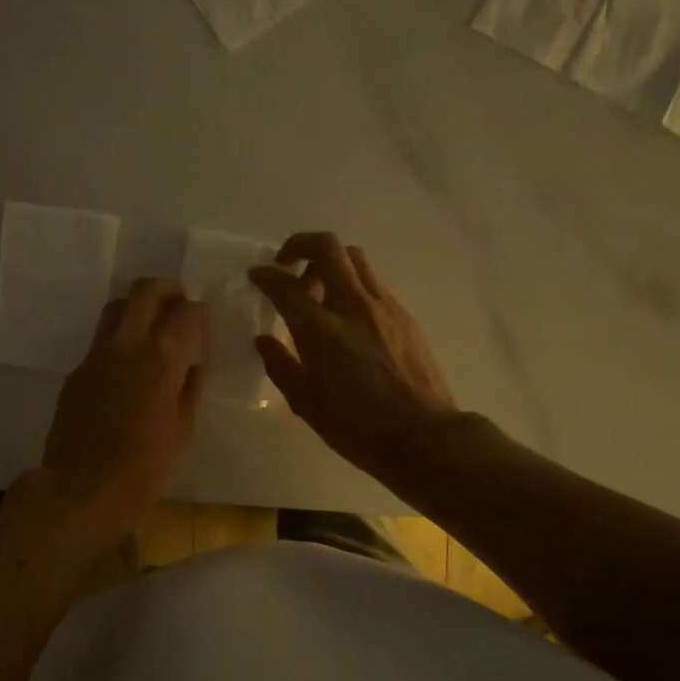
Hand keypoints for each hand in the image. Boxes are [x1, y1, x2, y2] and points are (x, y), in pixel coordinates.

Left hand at [41, 278, 208, 542]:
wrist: (80, 488)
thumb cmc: (144, 468)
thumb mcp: (183, 430)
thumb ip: (191, 387)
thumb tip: (194, 362)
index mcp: (160, 359)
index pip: (187, 313)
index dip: (201, 313)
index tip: (206, 326)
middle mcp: (127, 345)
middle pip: (145, 291)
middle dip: (168, 290)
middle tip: (180, 306)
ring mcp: (96, 355)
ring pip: (117, 307)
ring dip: (139, 307)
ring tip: (154, 329)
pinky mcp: (77, 370)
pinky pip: (102, 338)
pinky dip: (121, 337)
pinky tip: (130, 366)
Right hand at [249, 232, 457, 478]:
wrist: (423, 436)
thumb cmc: (357, 427)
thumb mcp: (306, 403)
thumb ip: (280, 365)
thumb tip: (264, 341)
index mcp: (321, 329)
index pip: (285, 285)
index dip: (265, 275)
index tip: (256, 276)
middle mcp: (352, 305)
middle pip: (326, 247)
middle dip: (299, 244)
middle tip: (287, 264)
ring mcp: (384, 306)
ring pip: (354, 258)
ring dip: (330, 262)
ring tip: (318, 288)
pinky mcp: (405, 315)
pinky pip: (373, 282)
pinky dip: (353, 283)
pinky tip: (348, 314)